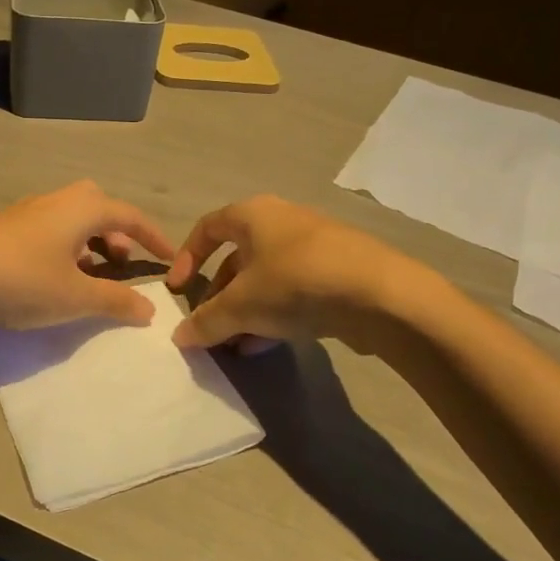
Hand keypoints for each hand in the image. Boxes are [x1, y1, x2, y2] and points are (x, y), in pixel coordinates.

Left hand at [0, 181, 175, 329]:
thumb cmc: (23, 279)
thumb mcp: (76, 296)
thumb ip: (116, 301)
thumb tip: (150, 308)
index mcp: (81, 209)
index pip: (129, 216)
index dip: (154, 236)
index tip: (170, 257)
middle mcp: (56, 201)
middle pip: (97, 205)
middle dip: (115, 232)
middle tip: (119, 261)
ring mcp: (26, 211)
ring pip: (70, 217)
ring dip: (88, 240)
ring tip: (87, 274)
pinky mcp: (4, 227)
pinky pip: (48, 228)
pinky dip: (63, 246)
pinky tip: (51, 275)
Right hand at [164, 195, 398, 347]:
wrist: (381, 295)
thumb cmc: (296, 283)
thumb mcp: (241, 305)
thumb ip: (206, 321)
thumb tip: (180, 337)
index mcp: (254, 215)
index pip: (208, 227)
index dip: (186, 257)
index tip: (178, 290)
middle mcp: (282, 222)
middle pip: (237, 257)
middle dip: (219, 296)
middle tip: (210, 327)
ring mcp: (313, 247)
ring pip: (265, 278)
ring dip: (245, 311)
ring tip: (235, 345)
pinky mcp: (337, 273)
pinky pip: (293, 291)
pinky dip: (274, 314)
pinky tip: (266, 345)